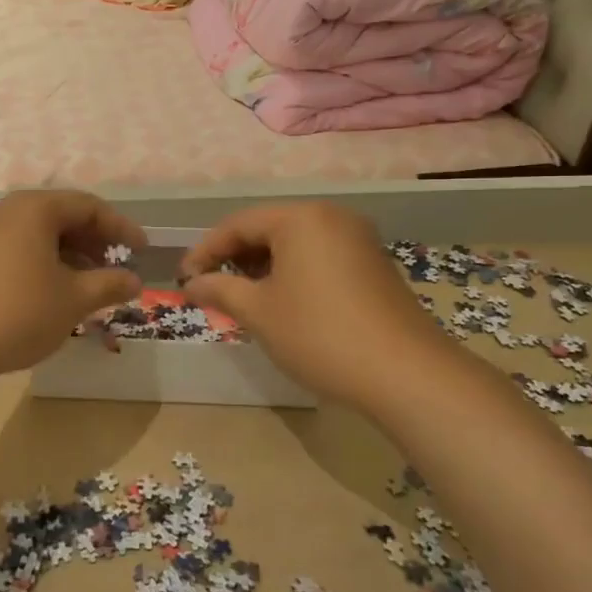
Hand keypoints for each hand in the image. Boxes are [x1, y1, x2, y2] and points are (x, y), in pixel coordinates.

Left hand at [0, 190, 145, 377]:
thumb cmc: (18, 313)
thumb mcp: (73, 300)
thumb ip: (109, 284)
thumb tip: (134, 281)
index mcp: (34, 209)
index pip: (88, 206)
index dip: (120, 227)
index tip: (142, 250)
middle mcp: (6, 211)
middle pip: (61, 216)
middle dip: (93, 241)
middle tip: (116, 267)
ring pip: (37, 234)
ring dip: (69, 255)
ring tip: (88, 284)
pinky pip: (16, 249)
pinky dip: (42, 263)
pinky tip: (51, 292)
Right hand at [180, 203, 444, 403]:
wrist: (406, 374)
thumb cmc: (319, 334)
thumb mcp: (258, 312)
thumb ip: (219, 289)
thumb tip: (192, 282)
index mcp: (301, 218)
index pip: (237, 224)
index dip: (205, 251)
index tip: (185, 279)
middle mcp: (331, 217)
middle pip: (268, 229)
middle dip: (234, 258)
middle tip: (211, 289)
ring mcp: (358, 240)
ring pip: (294, 244)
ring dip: (262, 267)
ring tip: (242, 299)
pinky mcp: (373, 265)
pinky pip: (319, 257)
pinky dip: (292, 274)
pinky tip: (283, 303)